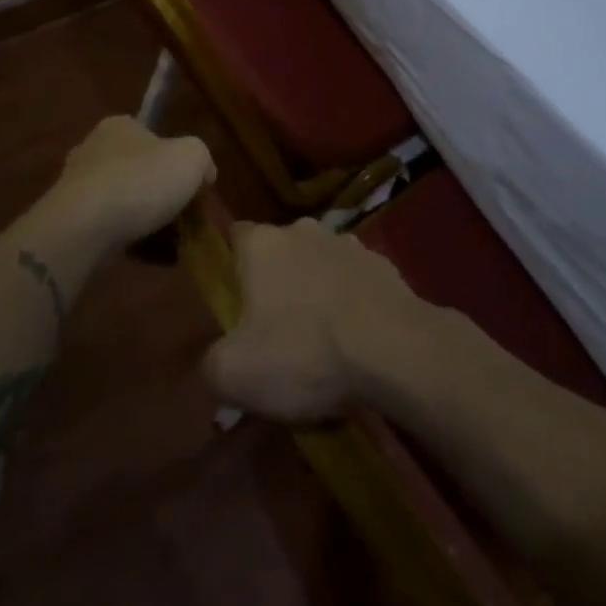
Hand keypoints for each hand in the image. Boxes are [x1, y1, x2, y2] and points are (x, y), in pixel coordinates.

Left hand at [44, 116, 214, 258]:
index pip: (154, 137)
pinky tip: (154, 258)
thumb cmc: (141, 181)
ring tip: (175, 243)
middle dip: (162, 193)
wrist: (85, 229)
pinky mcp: (71, 223)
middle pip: (139, 171)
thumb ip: (202, 159)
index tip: (194, 186)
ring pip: (126, 202)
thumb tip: (203, 175)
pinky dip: (132, 241)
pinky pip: (111, 230)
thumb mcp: (192, 157)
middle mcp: (93, 150)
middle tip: (186, 217)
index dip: (177, 160)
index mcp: (119, 126)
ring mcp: (78, 188)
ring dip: (148, 220)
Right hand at [204, 218, 428, 422]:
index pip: (235, 236)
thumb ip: (211, 363)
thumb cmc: (304, 353)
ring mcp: (347, 244)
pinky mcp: (383, 265)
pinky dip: (351, 302)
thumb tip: (215, 360)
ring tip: (321, 341)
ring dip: (316, 291)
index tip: (233, 300)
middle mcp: (303, 230)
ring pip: (319, 264)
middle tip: (275, 330)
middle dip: (275, 282)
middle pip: (279, 251)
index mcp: (262, 244)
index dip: (230, 266)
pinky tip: (356, 341)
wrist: (394, 350)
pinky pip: (355, 282)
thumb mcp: (235, 374)